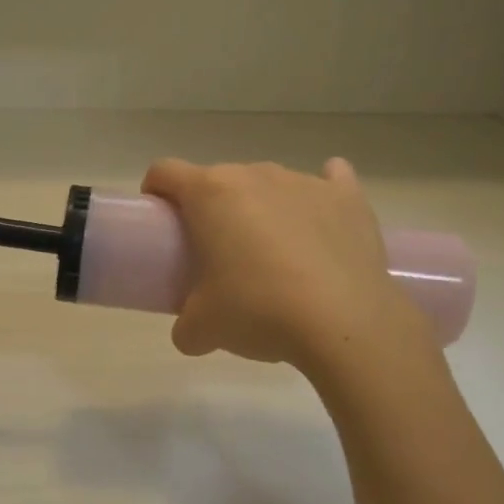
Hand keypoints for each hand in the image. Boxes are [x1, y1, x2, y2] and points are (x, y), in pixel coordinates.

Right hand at [141, 157, 424, 369]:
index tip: (162, 220)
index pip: (165, 172)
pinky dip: (320, 195)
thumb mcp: (202, 329)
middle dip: (213, 209)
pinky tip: (320, 220)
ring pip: (269, 184)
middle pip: (219, 179)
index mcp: (210, 194)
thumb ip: (185, 325)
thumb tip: (190, 332)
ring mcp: (305, 182)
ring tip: (273, 254)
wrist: (344, 323)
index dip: (156, 191)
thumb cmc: (258, 311)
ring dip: (261, 208)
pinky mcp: (348, 198)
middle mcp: (255, 175)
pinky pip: (331, 180)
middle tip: (217, 253)